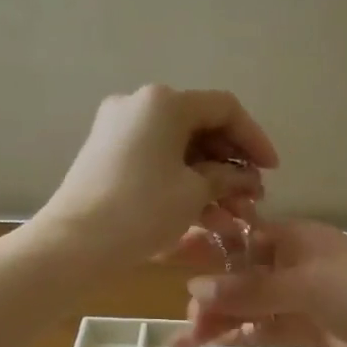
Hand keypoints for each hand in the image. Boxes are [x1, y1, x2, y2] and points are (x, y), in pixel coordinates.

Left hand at [34, 85, 277, 267]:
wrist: (73, 244)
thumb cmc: (141, 210)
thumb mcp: (193, 193)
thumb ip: (226, 179)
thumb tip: (245, 180)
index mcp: (163, 102)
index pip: (224, 109)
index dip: (254, 139)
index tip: (272, 171)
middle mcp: (140, 105)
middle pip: (201, 128)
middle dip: (232, 165)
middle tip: (253, 197)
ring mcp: (120, 130)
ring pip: (180, 149)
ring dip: (211, 180)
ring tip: (236, 216)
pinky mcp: (108, 156)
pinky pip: (158, 161)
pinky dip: (183, 183)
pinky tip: (207, 216)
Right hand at [170, 219, 346, 346]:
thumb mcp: (304, 286)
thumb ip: (250, 290)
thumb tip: (194, 289)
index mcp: (296, 239)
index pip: (242, 237)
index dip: (207, 248)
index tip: (169, 257)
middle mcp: (294, 265)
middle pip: (241, 275)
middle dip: (210, 294)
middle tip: (183, 320)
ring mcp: (301, 299)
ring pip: (249, 306)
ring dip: (219, 321)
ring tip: (184, 343)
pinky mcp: (307, 330)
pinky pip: (264, 329)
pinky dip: (239, 336)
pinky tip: (211, 346)